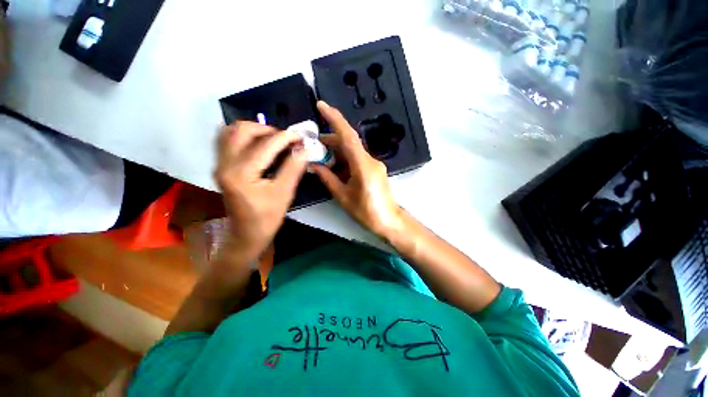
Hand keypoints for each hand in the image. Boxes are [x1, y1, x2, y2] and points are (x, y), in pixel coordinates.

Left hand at [215, 122, 307, 261]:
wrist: (246, 234)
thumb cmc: (267, 217)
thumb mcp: (284, 193)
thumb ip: (294, 168)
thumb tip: (305, 149)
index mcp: (242, 174)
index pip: (265, 145)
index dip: (285, 137)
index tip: (300, 137)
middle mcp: (225, 165)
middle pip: (242, 130)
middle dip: (267, 129)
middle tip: (285, 139)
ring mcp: (220, 165)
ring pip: (231, 132)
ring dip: (254, 130)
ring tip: (272, 140)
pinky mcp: (221, 167)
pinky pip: (227, 140)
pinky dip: (242, 136)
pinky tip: (258, 144)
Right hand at [311, 101, 402, 236]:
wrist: (389, 221)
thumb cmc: (367, 212)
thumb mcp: (343, 196)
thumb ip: (328, 178)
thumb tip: (313, 166)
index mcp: (363, 165)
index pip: (348, 136)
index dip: (335, 119)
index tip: (321, 106)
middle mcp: (370, 160)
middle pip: (348, 142)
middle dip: (330, 140)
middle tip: (312, 145)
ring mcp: (373, 164)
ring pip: (352, 150)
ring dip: (336, 152)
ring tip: (320, 158)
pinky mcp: (374, 169)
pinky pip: (357, 159)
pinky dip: (344, 160)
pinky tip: (333, 167)